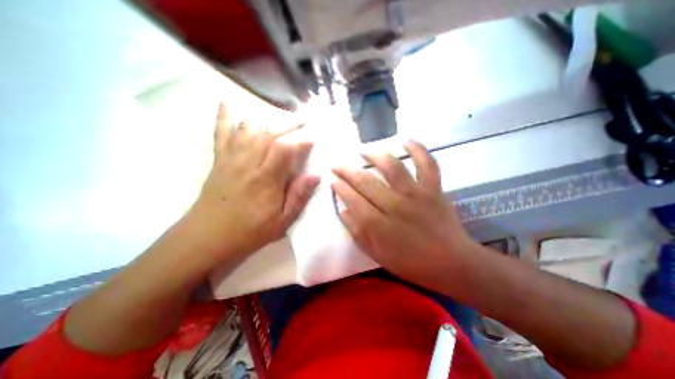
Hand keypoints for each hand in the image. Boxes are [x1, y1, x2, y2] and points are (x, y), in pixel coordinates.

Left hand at [187, 104, 318, 260]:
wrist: (207, 237)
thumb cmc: (250, 231)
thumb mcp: (282, 222)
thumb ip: (299, 197)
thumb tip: (315, 175)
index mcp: (265, 180)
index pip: (285, 149)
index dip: (301, 139)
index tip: (314, 137)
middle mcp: (247, 163)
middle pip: (268, 132)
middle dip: (289, 122)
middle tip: (304, 118)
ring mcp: (230, 158)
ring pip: (248, 128)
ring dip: (267, 118)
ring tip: (282, 118)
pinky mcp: (219, 159)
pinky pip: (220, 132)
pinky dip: (225, 116)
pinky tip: (229, 102)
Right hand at [331, 140, 473, 288]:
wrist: (451, 263)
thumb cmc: (411, 263)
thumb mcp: (377, 254)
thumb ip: (357, 232)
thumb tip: (343, 211)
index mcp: (380, 226)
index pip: (352, 200)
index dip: (339, 187)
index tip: (332, 179)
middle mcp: (396, 206)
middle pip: (366, 182)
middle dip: (347, 171)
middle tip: (337, 164)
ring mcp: (416, 194)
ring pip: (392, 167)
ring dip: (374, 155)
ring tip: (362, 150)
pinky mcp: (434, 189)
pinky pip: (427, 164)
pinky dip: (418, 149)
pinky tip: (405, 140)